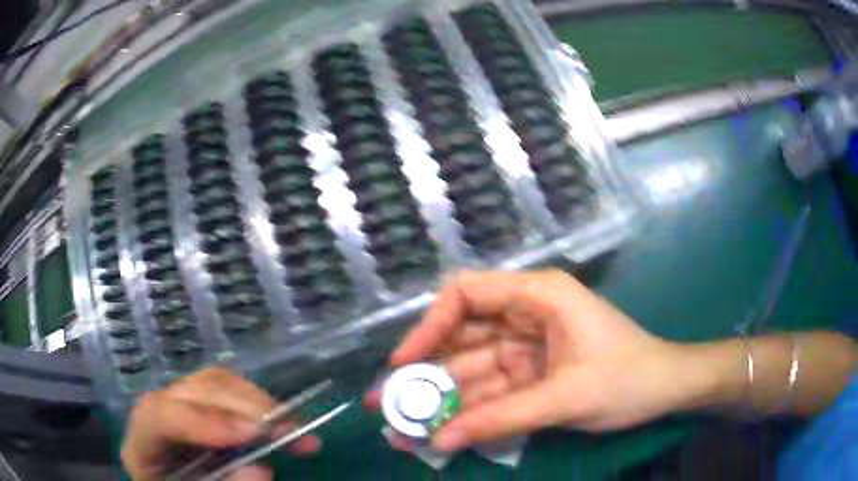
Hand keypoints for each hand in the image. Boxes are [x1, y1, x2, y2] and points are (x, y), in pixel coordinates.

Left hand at [121, 367, 319, 480]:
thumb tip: (261, 468)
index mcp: (141, 445)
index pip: (158, 417)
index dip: (203, 422)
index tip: (254, 435)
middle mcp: (155, 414)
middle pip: (190, 392)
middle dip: (243, 407)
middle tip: (292, 430)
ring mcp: (177, 406)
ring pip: (210, 382)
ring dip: (256, 400)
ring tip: (294, 425)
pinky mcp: (200, 407)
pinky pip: (226, 390)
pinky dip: (256, 401)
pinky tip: (280, 418)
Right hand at [381, 270, 693, 450]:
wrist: (666, 390)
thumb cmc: (628, 378)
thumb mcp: (566, 398)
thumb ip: (502, 418)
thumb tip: (440, 440)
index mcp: (539, 297)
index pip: (467, 294)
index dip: (428, 326)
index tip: (403, 363)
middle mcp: (527, 316)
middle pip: (462, 339)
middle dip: (426, 375)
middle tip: (388, 406)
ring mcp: (528, 349)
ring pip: (473, 372)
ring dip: (442, 402)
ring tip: (405, 431)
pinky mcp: (532, 376)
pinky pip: (491, 393)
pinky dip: (468, 414)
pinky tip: (442, 434)